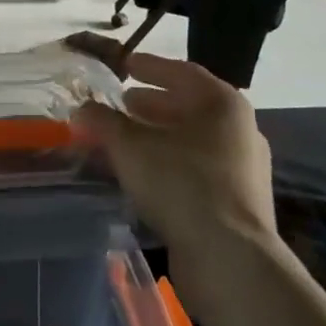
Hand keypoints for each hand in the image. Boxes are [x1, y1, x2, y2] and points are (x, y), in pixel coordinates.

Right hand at [69, 44, 278, 298]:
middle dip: (152, 104)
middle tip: (122, 103)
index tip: (125, 65)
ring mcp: (243, 169)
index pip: (182, 72)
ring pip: (192, 141)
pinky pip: (197, 169)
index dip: (150, 66)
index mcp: (223, 104)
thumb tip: (81, 109)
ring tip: (125, 139)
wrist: (230, 259)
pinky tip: (142, 174)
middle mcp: (240, 130)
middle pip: (189, 107)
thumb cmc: (181, 183)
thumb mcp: (130, 146)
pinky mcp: (238, 203)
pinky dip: (169, 162)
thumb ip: (103, 121)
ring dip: (158, 136)